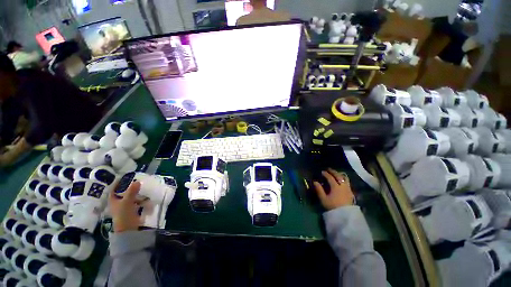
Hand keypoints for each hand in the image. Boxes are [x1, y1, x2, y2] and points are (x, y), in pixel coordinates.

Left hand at [109, 181, 141, 232]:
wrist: (129, 229)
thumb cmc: (123, 215)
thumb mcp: (127, 202)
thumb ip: (132, 192)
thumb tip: (137, 181)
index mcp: (113, 200)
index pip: (114, 189)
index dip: (117, 182)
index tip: (125, 176)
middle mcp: (118, 202)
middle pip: (123, 192)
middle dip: (130, 186)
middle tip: (137, 180)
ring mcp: (126, 206)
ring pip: (131, 196)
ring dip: (137, 192)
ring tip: (144, 186)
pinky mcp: (133, 210)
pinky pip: (138, 201)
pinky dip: (141, 198)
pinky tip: (147, 195)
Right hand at [313, 168, 354, 209]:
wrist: (345, 216)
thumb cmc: (333, 207)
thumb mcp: (323, 199)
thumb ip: (319, 189)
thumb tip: (315, 182)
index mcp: (335, 186)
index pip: (330, 177)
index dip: (325, 174)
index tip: (322, 172)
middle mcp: (343, 186)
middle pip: (338, 176)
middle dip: (333, 172)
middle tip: (328, 169)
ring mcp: (348, 189)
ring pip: (344, 178)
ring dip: (339, 174)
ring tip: (335, 173)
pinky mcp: (351, 192)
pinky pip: (347, 182)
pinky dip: (343, 179)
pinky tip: (341, 180)